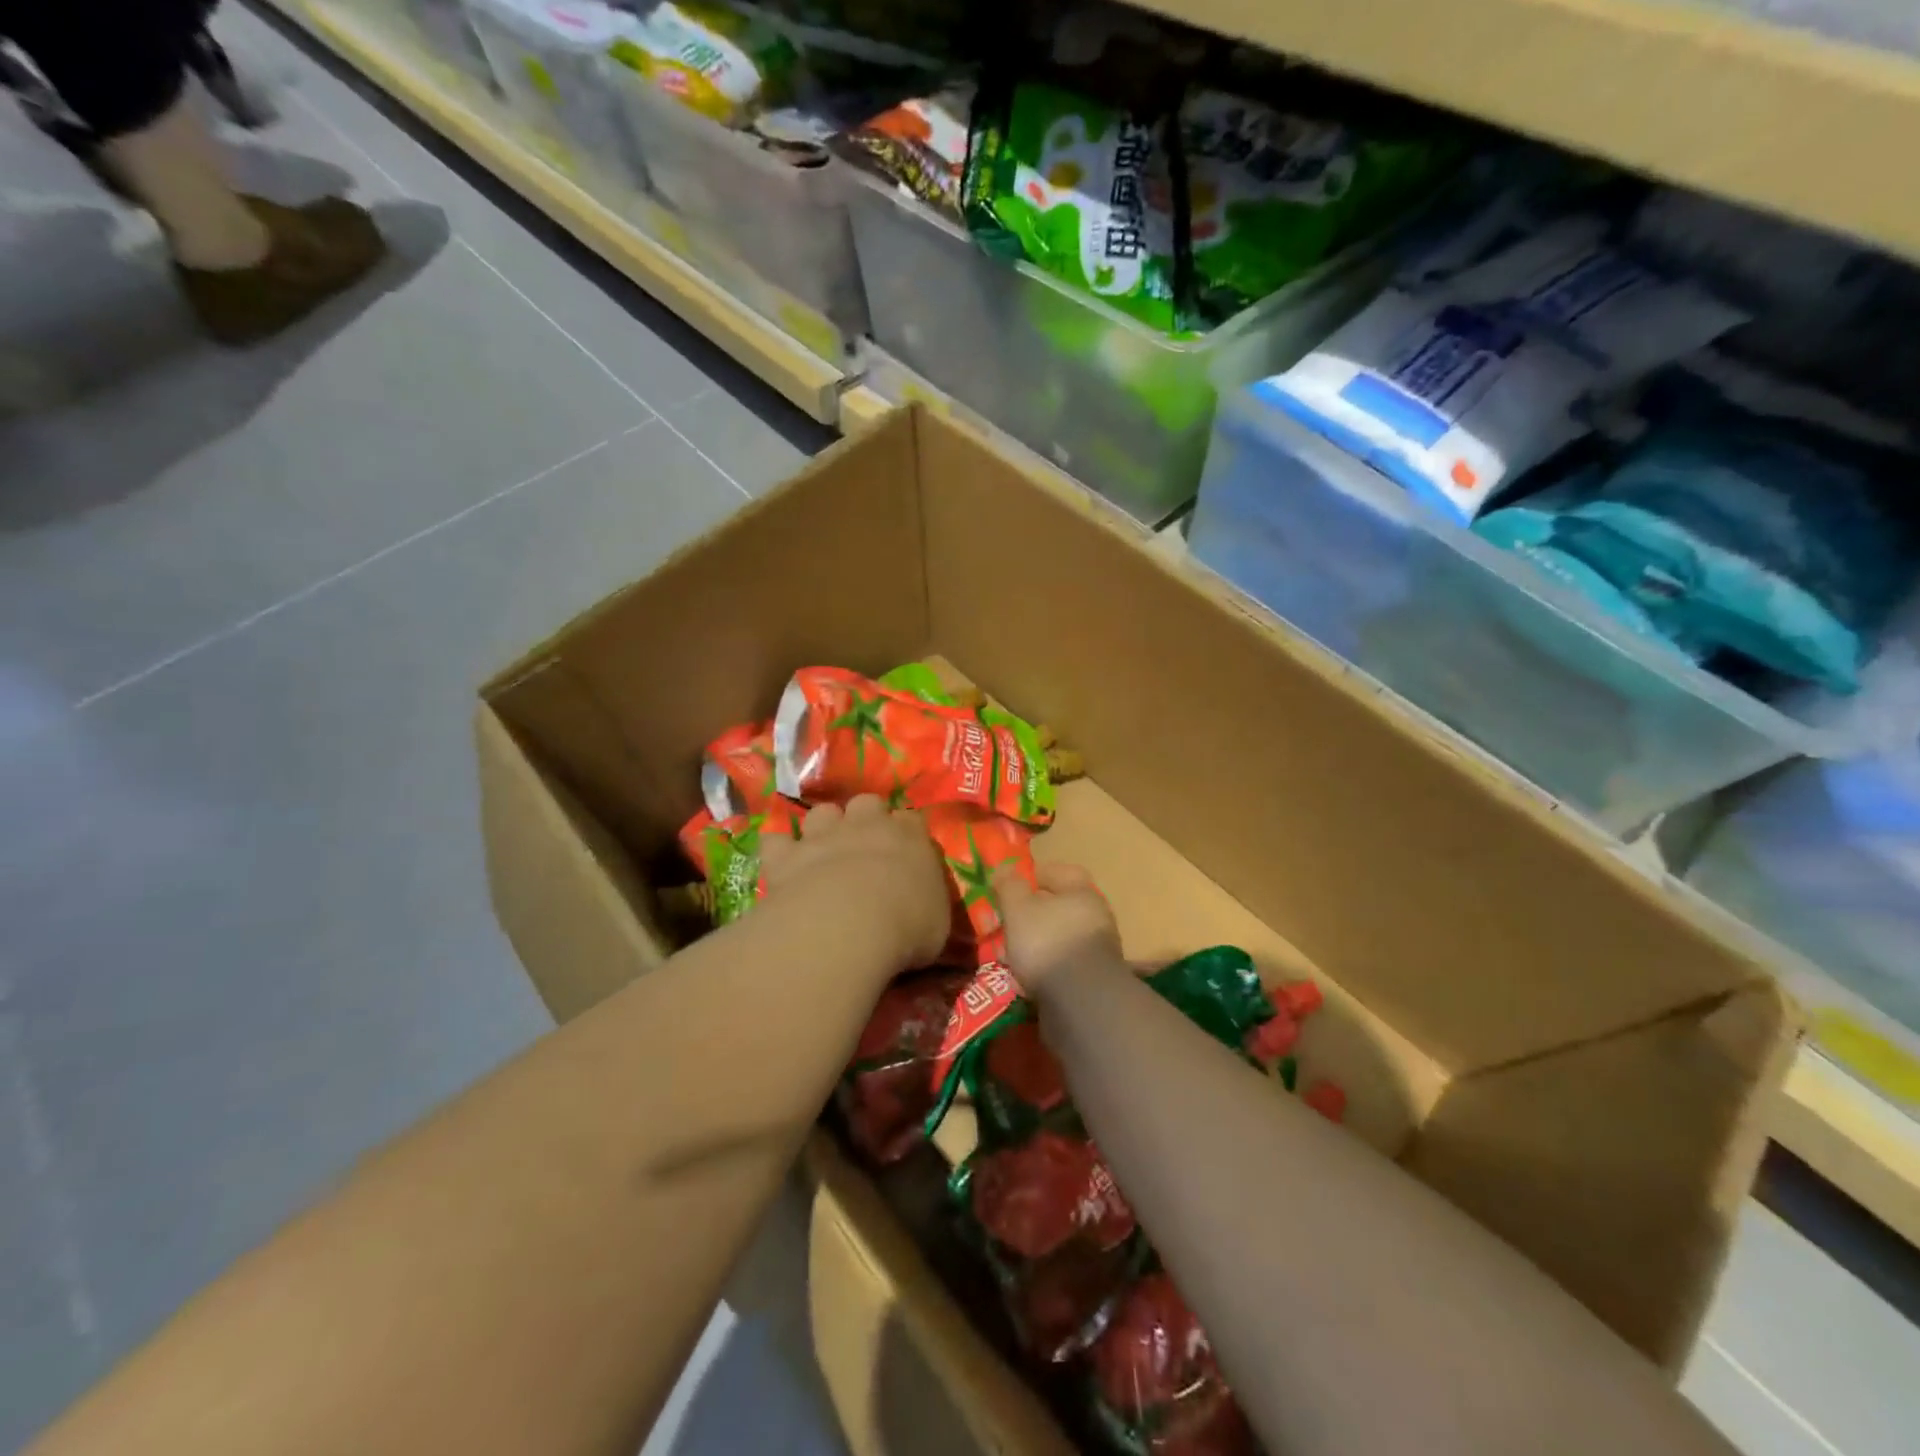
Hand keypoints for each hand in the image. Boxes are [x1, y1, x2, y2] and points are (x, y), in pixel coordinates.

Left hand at [760, 796, 949, 968]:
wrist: (846, 926)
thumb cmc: (905, 926)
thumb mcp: (936, 921)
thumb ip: (927, 901)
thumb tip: (922, 905)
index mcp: (910, 837)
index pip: (912, 819)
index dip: (908, 832)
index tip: (907, 852)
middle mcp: (866, 825)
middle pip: (867, 803)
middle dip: (866, 818)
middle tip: (866, 845)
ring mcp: (823, 836)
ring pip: (823, 812)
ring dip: (823, 827)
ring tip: (824, 849)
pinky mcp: (786, 856)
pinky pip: (775, 841)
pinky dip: (779, 849)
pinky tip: (782, 862)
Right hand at [993, 862, 1124, 997]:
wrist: (1081, 1002)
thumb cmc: (1047, 942)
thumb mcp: (1018, 908)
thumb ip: (1010, 885)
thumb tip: (1005, 867)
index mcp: (1082, 892)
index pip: (1061, 871)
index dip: (1035, 874)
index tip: (1011, 885)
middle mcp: (1096, 916)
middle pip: (1059, 906)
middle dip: (1031, 913)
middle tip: (1006, 922)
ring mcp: (1097, 949)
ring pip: (1059, 937)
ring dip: (1036, 943)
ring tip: (1010, 954)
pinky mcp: (1092, 979)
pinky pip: (1062, 964)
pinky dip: (1044, 967)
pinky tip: (1024, 978)